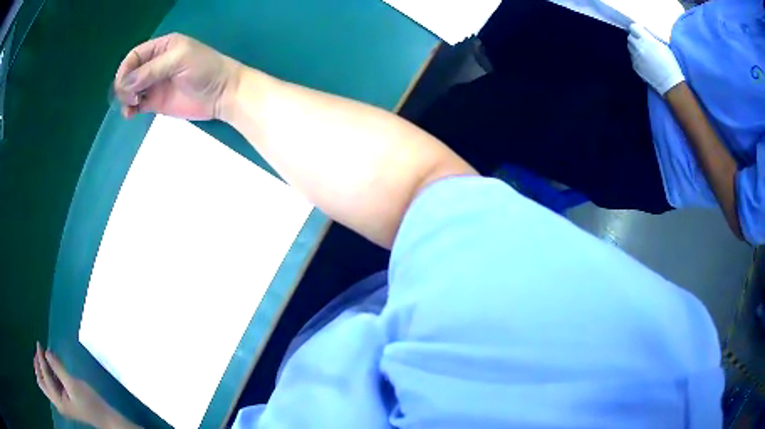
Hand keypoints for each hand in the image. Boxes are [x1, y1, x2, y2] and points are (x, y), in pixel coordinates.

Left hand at [33, 343, 134, 427]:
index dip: (41, 359)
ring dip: (42, 368)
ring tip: (45, 356)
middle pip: (41, 382)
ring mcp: (59, 401)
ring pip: (44, 382)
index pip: (44, 376)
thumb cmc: (90, 403)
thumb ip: (58, 368)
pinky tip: (52, 365)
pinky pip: (50, 384)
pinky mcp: (62, 399)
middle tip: (39, 353)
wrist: (105, 417)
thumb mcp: (73, 385)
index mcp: (58, 401)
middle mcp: (56, 401)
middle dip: (38, 367)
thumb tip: (46, 352)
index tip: (40, 344)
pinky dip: (48, 373)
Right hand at [114, 33, 242, 119]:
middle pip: (130, 73)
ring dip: (125, 98)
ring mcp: (154, 84)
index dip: (125, 68)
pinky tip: (130, 114)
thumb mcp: (179, 60)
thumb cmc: (204, 69)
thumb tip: (125, 83)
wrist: (222, 94)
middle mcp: (155, 64)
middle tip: (131, 96)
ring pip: (130, 90)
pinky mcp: (155, 102)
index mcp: (162, 47)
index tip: (123, 83)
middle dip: (125, 85)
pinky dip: (130, 109)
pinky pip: (136, 105)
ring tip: (132, 105)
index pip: (135, 55)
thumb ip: (152, 69)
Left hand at [627, 24, 684, 95]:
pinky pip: (632, 57)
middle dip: (635, 37)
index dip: (637, 29)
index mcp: (646, 40)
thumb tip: (644, 33)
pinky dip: (636, 57)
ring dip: (634, 47)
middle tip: (642, 42)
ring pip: (629, 47)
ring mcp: (636, 58)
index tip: (641, 32)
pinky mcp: (635, 67)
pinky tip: (643, 61)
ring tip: (643, 51)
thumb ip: (651, 38)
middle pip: (630, 37)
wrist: (671, 84)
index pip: (633, 27)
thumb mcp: (663, 46)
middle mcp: (639, 47)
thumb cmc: (670, 63)